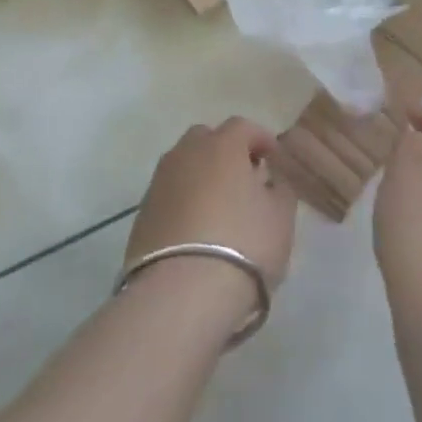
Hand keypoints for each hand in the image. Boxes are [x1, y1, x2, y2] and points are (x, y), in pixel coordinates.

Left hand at [125, 117, 298, 290]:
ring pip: (184, 166)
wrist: (181, 294)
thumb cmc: (243, 245)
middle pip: (207, 139)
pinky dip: (183, 203)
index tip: (273, 160)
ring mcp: (159, 181)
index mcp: (222, 145)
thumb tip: (267, 179)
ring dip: (201, 177)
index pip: (243, 127)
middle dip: (225, 152)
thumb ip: (279, 189)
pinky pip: (169, 195)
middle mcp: (187, 153)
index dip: (260, 140)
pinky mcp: (142, 214)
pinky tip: (195, 230)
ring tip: (217, 208)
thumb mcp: (280, 217)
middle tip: (242, 180)